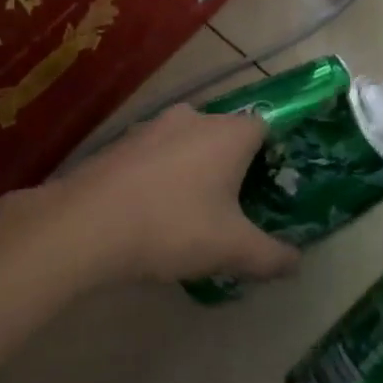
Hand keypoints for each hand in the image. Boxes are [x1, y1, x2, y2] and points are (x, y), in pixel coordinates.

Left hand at [44, 104, 299, 285]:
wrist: (85, 226)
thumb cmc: (173, 226)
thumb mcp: (232, 250)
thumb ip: (271, 256)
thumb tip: (297, 265)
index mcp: (229, 133)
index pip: (264, 128)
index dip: (270, 155)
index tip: (265, 188)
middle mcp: (193, 118)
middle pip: (224, 135)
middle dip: (230, 166)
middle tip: (231, 207)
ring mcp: (150, 127)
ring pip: (185, 144)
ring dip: (191, 170)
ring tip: (188, 213)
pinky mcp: (118, 143)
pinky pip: (152, 155)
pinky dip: (158, 176)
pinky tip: (149, 211)